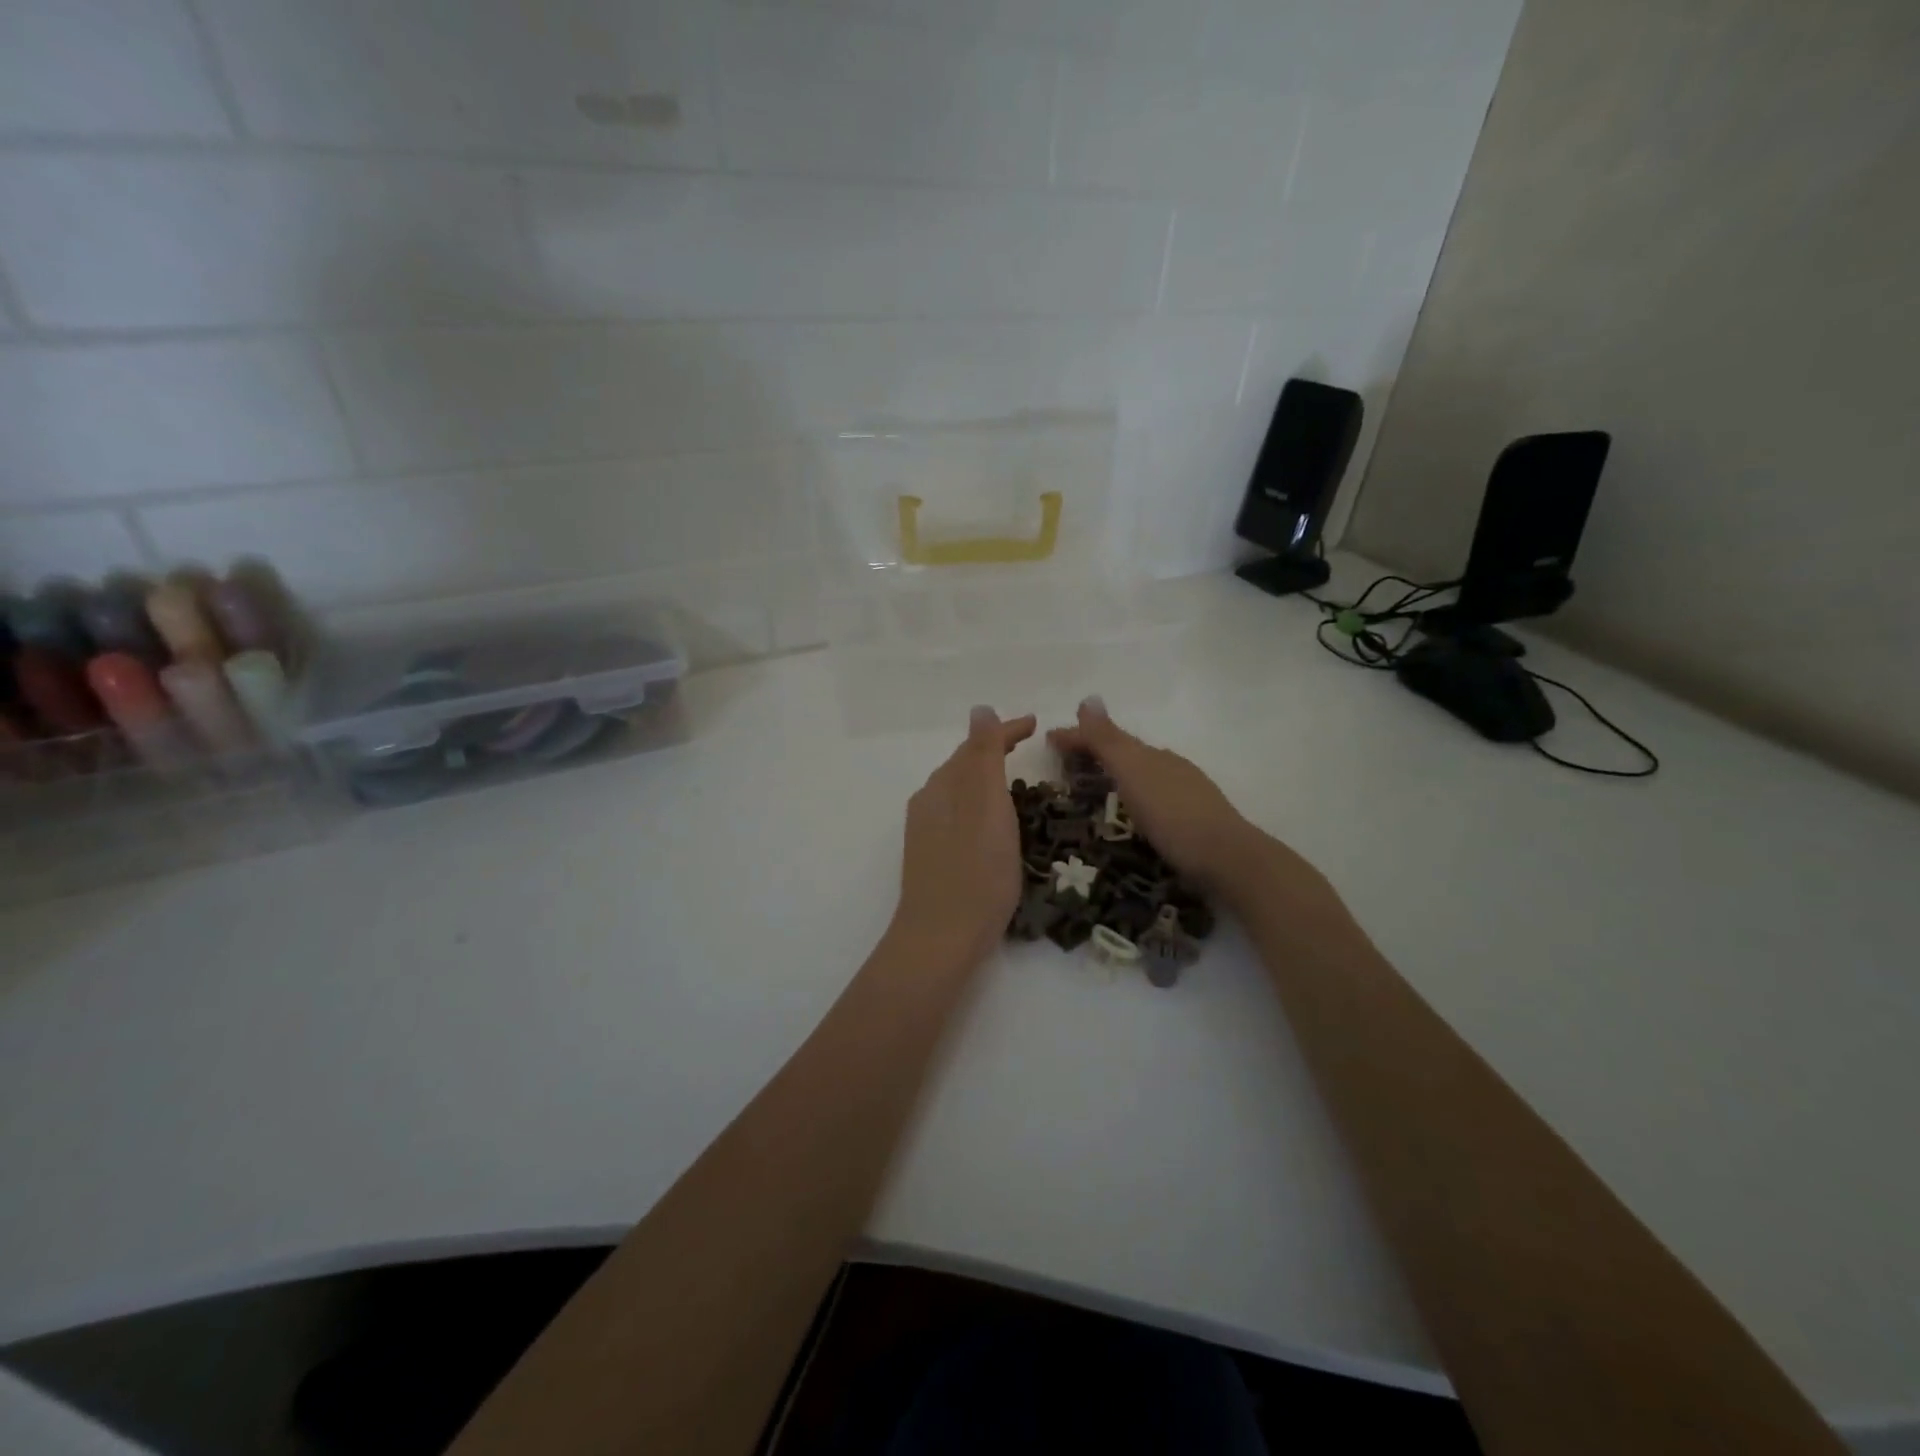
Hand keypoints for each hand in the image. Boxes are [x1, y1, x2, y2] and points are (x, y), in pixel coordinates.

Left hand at [892, 706, 1037, 965]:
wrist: (942, 939)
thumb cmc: (975, 870)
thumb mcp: (986, 805)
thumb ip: (984, 756)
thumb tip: (980, 708)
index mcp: (942, 786)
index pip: (975, 746)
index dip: (1005, 731)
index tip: (1036, 724)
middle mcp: (929, 803)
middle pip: (964, 766)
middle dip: (994, 751)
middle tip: (1028, 747)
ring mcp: (927, 833)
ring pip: (960, 792)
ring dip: (986, 779)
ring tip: (1015, 780)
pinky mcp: (933, 858)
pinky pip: (959, 816)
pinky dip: (980, 806)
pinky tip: (993, 823)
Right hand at [1046, 696, 1273, 898]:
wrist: (1229, 858)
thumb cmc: (1173, 814)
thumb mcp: (1134, 773)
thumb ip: (1109, 740)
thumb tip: (1088, 698)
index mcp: (1153, 755)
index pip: (1108, 739)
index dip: (1078, 737)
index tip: (1048, 740)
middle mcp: (1170, 767)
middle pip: (1127, 754)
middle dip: (1096, 754)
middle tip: (1066, 765)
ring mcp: (1185, 794)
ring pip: (1143, 774)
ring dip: (1117, 774)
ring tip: (1095, 786)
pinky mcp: (1193, 820)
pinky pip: (1154, 796)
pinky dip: (1135, 795)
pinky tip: (1135, 811)